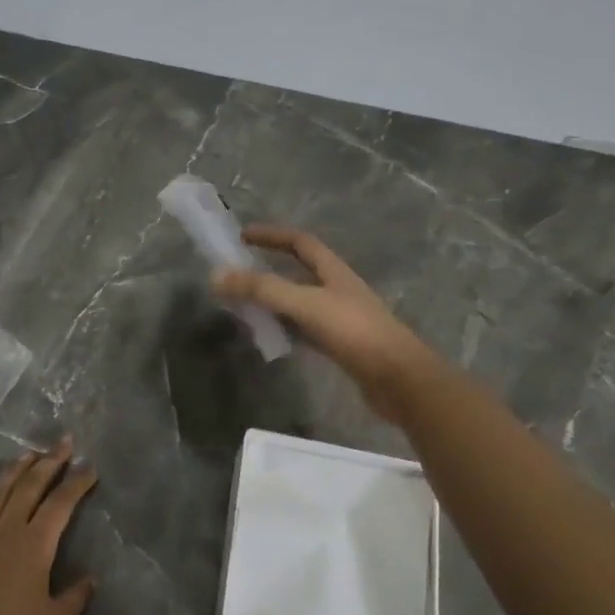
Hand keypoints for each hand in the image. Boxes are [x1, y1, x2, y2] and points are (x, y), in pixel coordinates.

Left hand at [0, 441, 98, 614]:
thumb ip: (74, 598)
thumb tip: (89, 579)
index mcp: (34, 544)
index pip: (61, 504)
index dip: (77, 483)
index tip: (90, 467)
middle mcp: (5, 530)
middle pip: (29, 487)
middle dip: (49, 462)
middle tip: (63, 443)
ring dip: (14, 470)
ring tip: (27, 454)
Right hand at [213, 226, 439, 423]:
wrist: (399, 380)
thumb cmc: (354, 332)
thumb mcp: (304, 304)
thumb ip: (262, 289)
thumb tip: (216, 275)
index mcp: (333, 271)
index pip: (300, 242)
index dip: (272, 235)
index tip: (242, 235)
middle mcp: (337, 290)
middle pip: (298, 271)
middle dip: (267, 270)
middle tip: (236, 274)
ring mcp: (339, 318)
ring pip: (299, 302)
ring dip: (273, 301)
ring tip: (244, 306)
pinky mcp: (340, 346)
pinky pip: (304, 330)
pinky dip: (284, 328)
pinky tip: (269, 337)